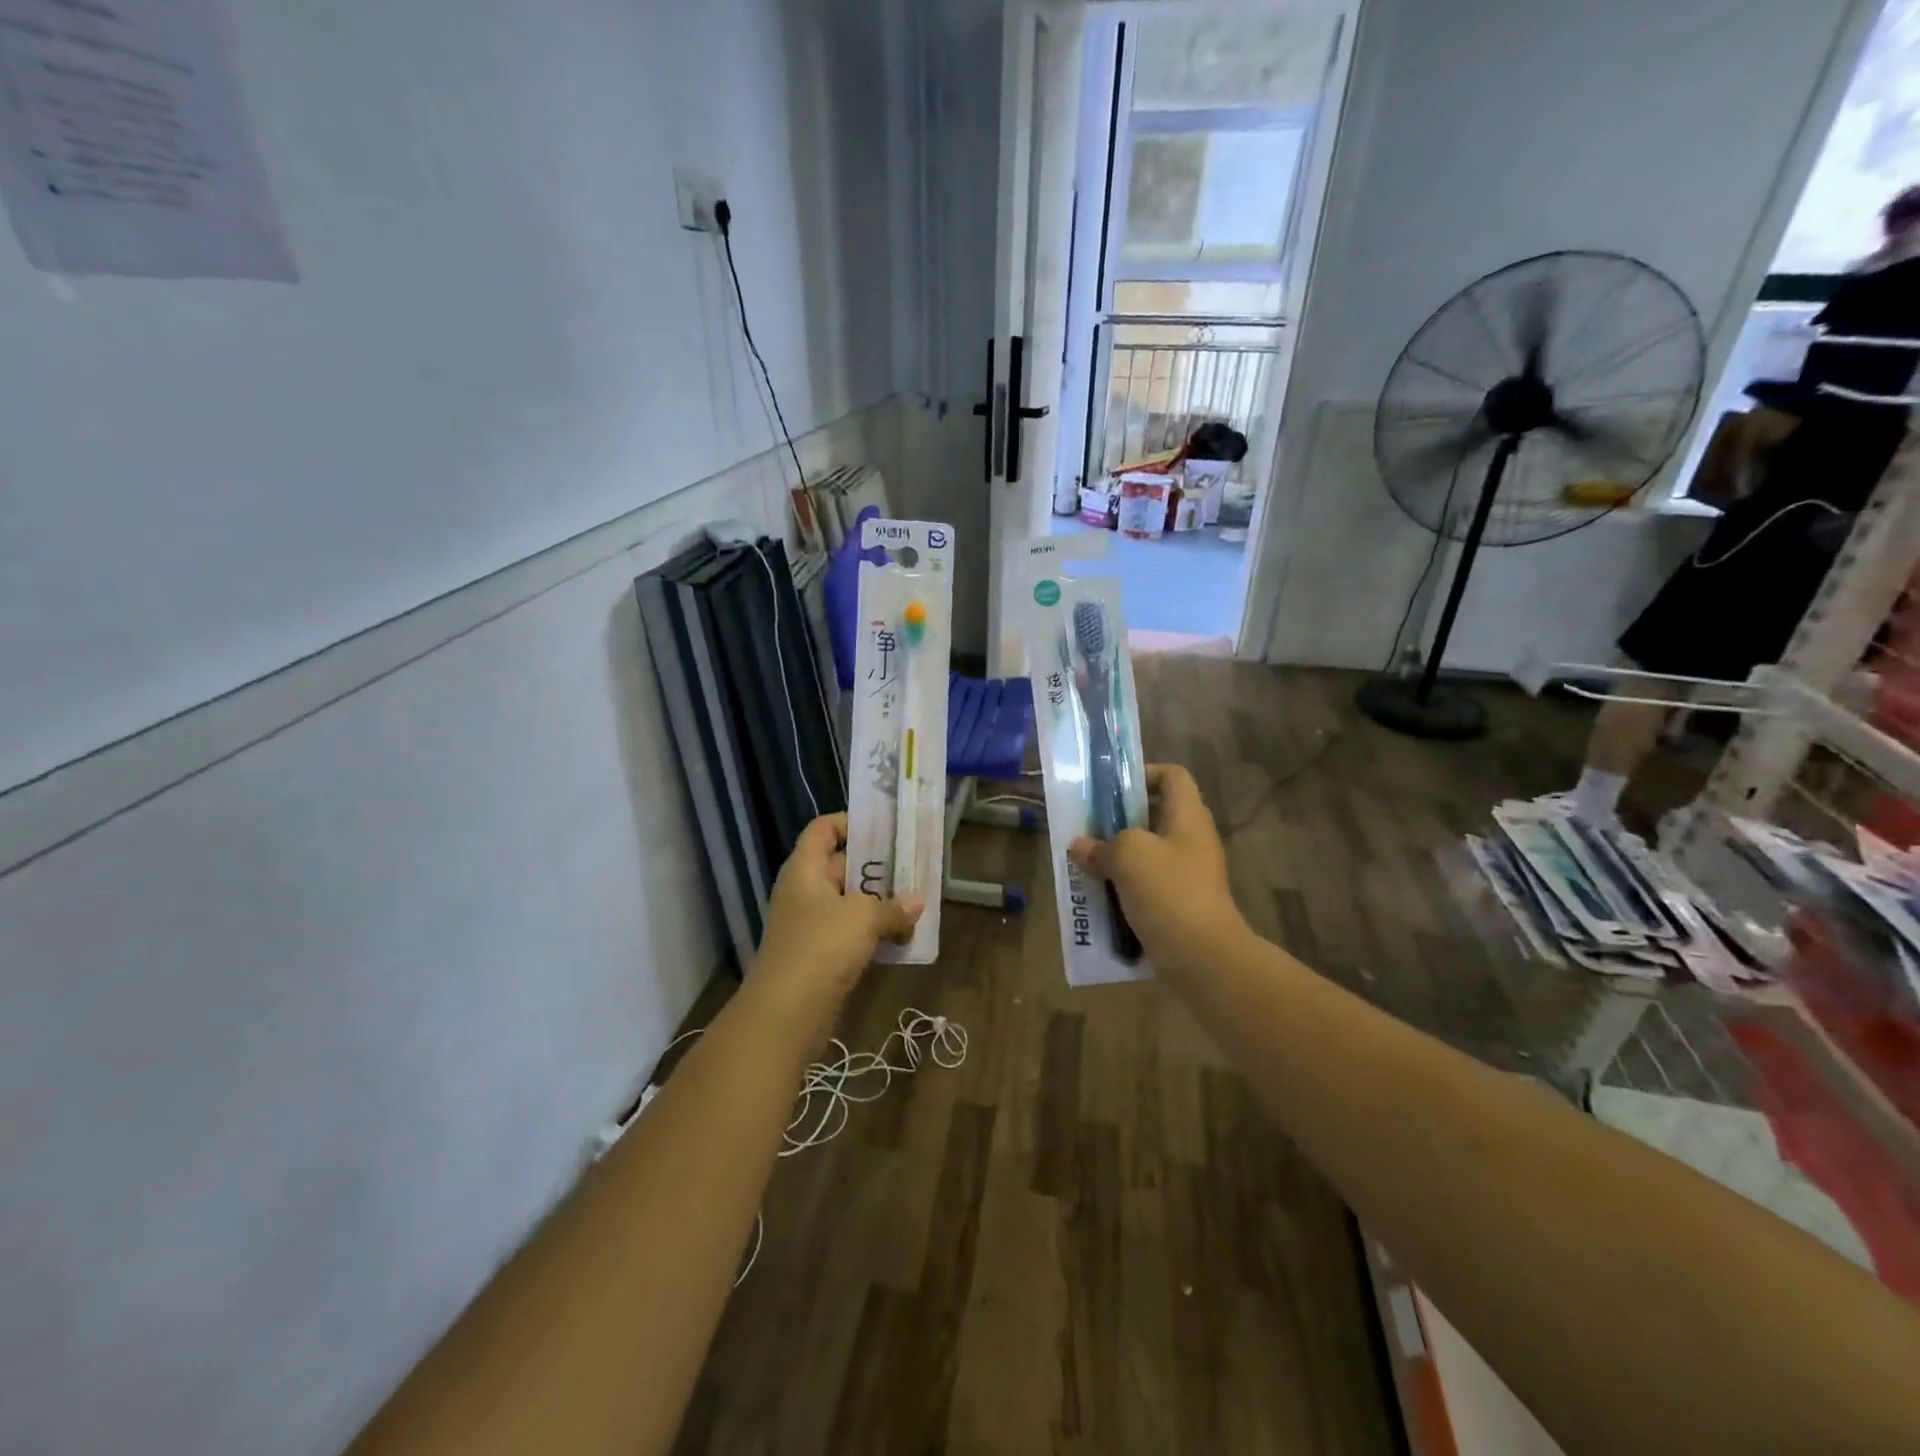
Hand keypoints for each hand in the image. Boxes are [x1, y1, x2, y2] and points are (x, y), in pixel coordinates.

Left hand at [753, 813, 923, 1010]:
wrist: (786, 1014)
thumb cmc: (821, 947)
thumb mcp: (862, 917)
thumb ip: (892, 906)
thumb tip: (917, 903)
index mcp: (805, 870)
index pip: (823, 829)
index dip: (851, 822)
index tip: (886, 827)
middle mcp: (805, 892)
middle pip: (842, 865)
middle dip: (878, 866)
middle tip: (914, 864)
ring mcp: (812, 926)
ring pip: (850, 903)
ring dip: (881, 903)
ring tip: (917, 901)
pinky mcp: (821, 957)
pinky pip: (852, 934)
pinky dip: (875, 934)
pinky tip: (905, 938)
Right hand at [1068, 764, 1244, 967]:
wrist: (1202, 957)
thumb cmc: (1168, 891)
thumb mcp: (1128, 855)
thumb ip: (1102, 845)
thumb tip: (1080, 846)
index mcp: (1188, 817)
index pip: (1173, 776)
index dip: (1144, 774)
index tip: (1112, 790)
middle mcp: (1193, 840)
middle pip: (1157, 815)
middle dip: (1121, 820)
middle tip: (1090, 827)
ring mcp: (1189, 875)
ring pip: (1149, 854)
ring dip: (1119, 857)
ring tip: (1088, 862)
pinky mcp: (1181, 905)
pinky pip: (1149, 885)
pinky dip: (1126, 887)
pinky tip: (1100, 895)